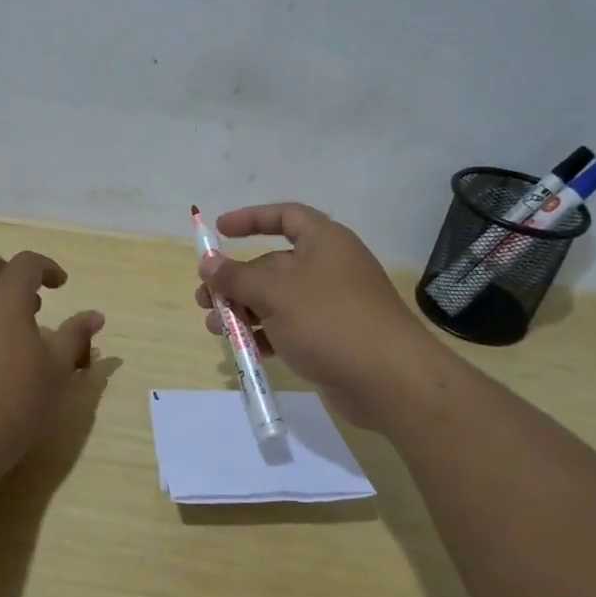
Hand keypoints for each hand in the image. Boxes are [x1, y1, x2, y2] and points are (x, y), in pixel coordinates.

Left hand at [0, 250, 103, 469]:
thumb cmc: (15, 400)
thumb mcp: (56, 370)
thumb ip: (75, 336)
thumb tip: (95, 316)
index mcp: (4, 296)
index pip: (26, 262)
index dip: (47, 268)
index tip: (61, 286)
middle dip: (10, 272)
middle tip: (32, 302)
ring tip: (10, 327)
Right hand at [195, 203, 436, 427]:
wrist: (389, 380)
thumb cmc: (329, 320)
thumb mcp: (275, 293)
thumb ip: (236, 277)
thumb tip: (208, 263)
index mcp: (324, 242)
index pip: (286, 216)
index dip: (252, 219)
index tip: (220, 230)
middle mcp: (329, 267)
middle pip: (273, 264)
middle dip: (236, 280)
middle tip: (205, 300)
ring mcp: (332, 305)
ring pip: (278, 300)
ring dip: (243, 311)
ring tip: (216, 329)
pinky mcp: (332, 338)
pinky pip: (290, 328)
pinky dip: (265, 334)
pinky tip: (244, 350)